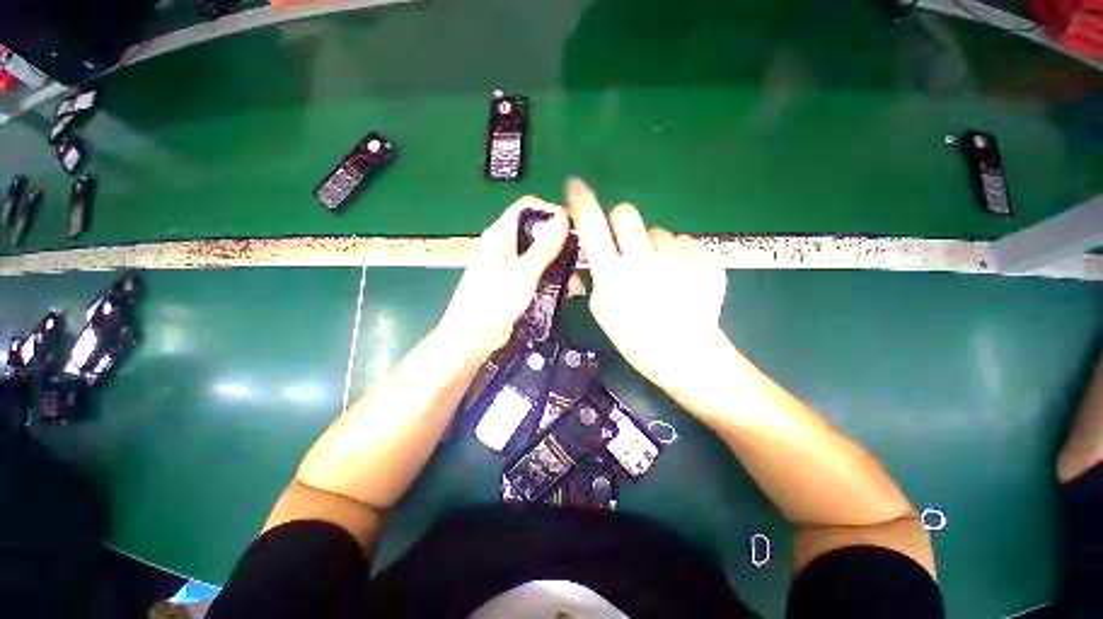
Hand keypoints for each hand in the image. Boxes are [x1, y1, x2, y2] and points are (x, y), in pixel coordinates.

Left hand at [437, 196, 569, 361]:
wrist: (472, 338)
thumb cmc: (494, 302)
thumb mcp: (524, 274)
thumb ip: (544, 247)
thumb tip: (562, 219)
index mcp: (501, 235)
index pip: (528, 207)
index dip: (551, 212)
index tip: (573, 227)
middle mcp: (505, 245)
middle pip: (537, 232)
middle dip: (561, 243)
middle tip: (582, 257)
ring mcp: (509, 265)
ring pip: (540, 255)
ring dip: (559, 265)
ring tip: (576, 281)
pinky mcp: (514, 282)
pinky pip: (537, 273)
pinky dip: (551, 278)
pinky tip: (565, 291)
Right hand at [567, 178, 731, 411]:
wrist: (685, 353)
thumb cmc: (635, 337)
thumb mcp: (603, 309)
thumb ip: (598, 274)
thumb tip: (596, 245)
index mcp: (614, 276)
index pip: (592, 226)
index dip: (582, 203)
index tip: (576, 185)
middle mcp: (644, 261)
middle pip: (626, 212)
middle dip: (621, 222)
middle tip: (628, 244)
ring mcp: (678, 259)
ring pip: (658, 232)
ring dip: (654, 248)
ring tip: (662, 277)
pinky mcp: (706, 260)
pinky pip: (683, 244)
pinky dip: (678, 257)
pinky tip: (682, 281)